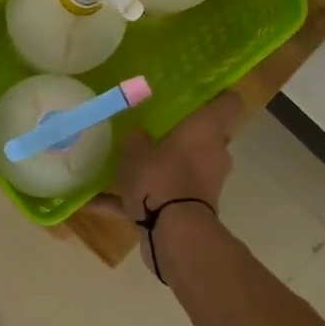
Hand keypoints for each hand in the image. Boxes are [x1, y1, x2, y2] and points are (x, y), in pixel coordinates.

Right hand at [103, 90, 243, 223]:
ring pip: (181, 169)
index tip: (196, 93)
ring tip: (123, 167)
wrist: (173, 232)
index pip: (228, 103)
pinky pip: (159, 199)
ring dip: (159, 169)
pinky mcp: (189, 210)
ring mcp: (204, 185)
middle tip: (152, 128)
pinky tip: (96, 202)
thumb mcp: (136, 150)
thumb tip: (138, 133)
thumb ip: (136, 138)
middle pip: (203, 137)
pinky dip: (132, 201)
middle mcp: (212, 155)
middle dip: (181, 136)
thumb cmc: (161, 178)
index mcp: (207, 130)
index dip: (216, 95)